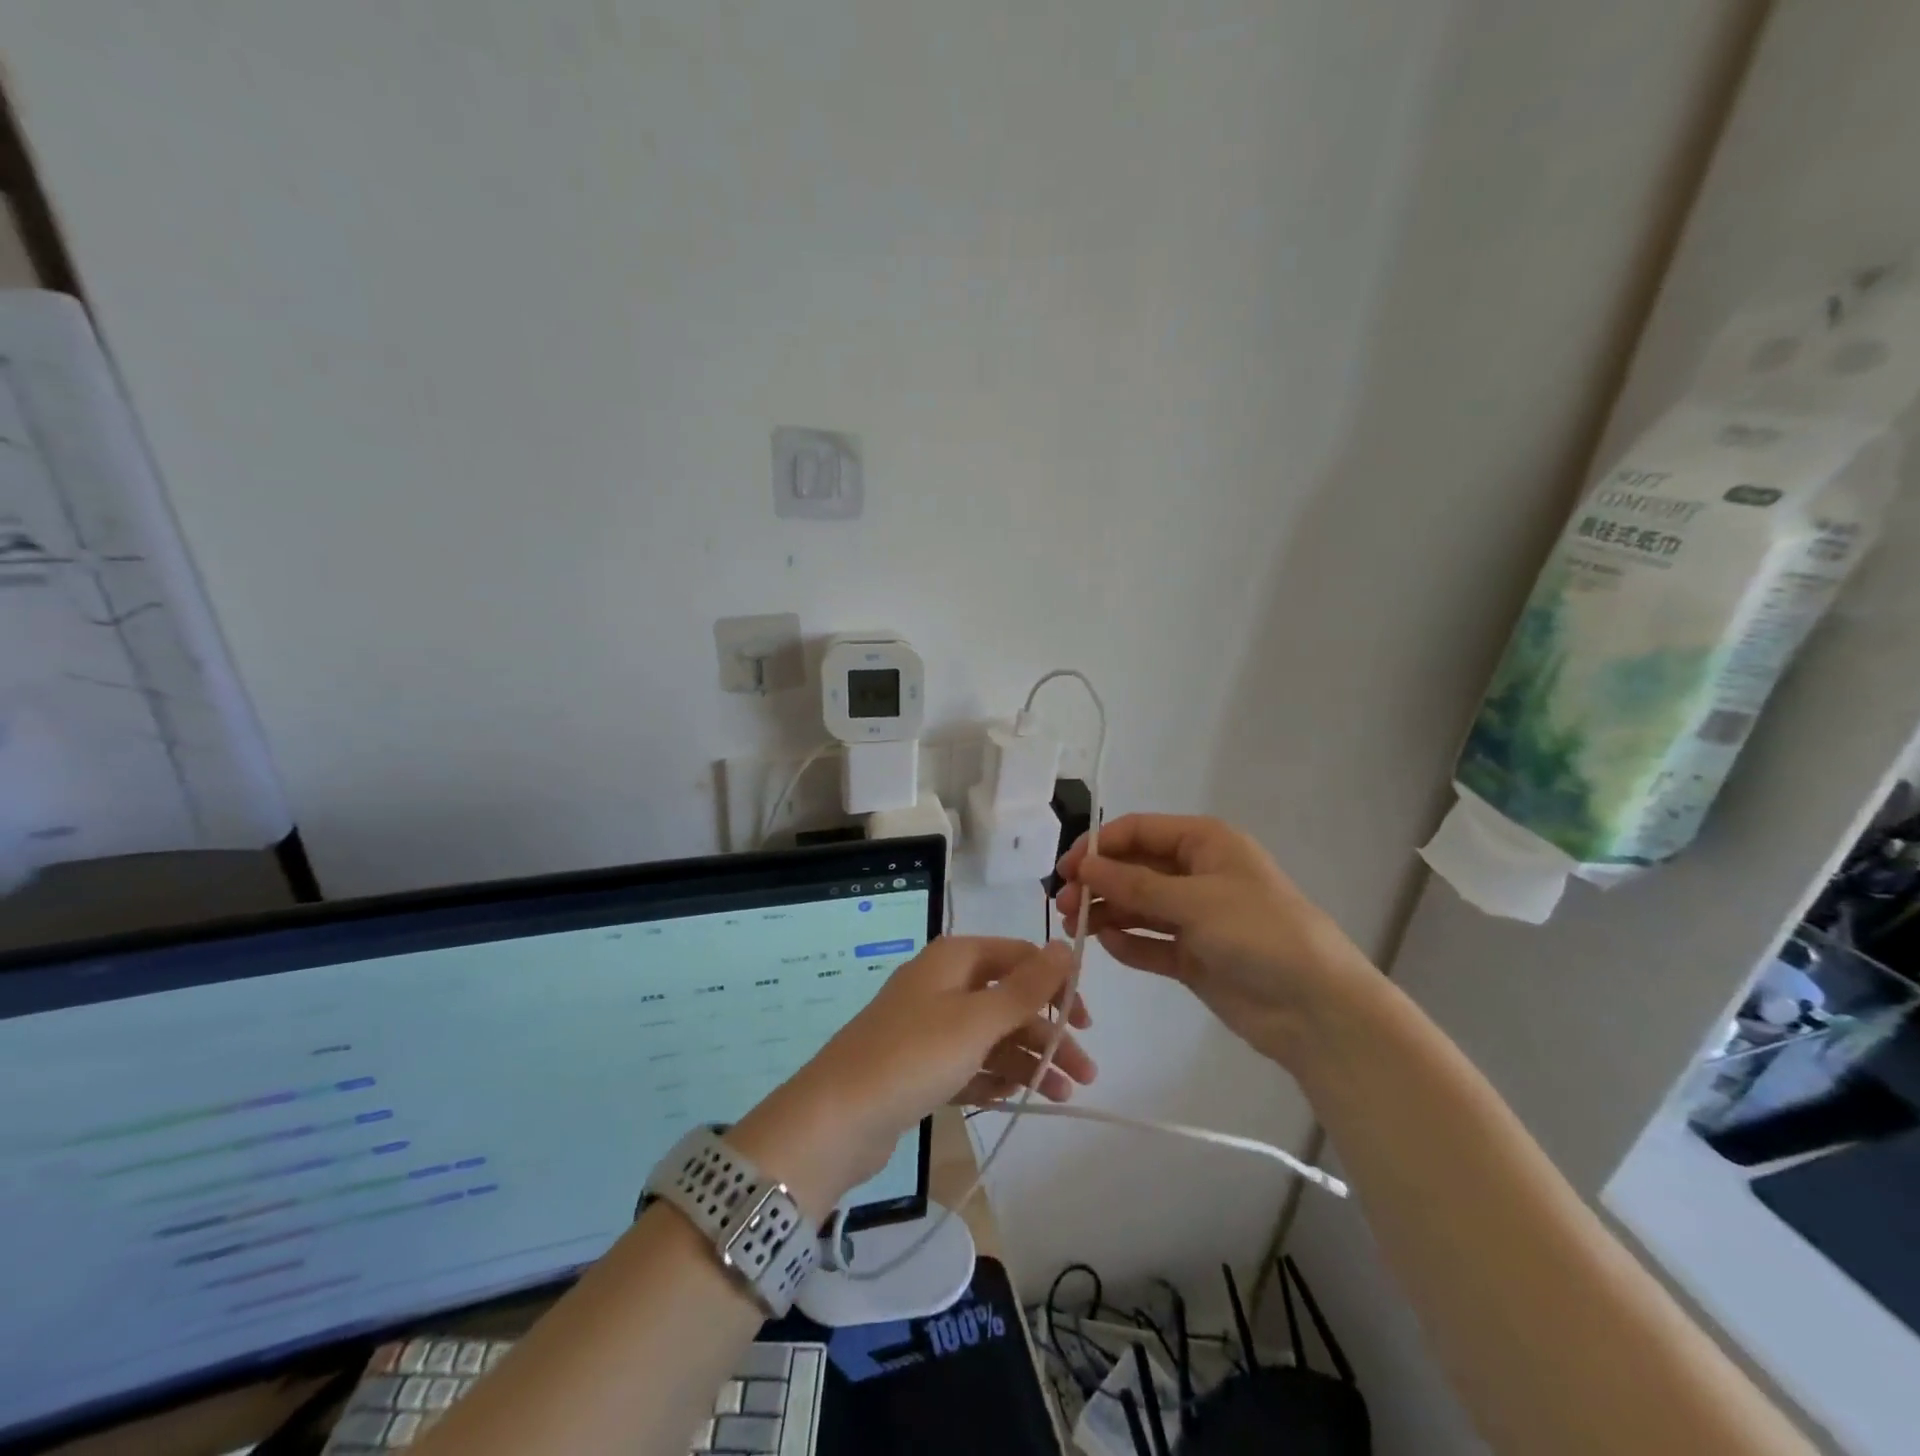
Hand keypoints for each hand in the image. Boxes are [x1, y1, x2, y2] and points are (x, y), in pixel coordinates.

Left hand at [732, 937, 1094, 1216]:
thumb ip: (1027, 986)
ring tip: (1062, 1097)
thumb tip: (1066, 945)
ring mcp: (929, 1025)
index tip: (1086, 1022)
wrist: (836, 1118)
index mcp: (955, 959)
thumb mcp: (978, 1019)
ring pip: (992, 1035)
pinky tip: (1017, 1098)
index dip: (1057, 984)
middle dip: (1048, 1033)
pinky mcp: (920, 1064)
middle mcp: (943, 983)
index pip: (1020, 957)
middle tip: (1085, 1074)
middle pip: (1009, 999)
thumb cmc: (914, 1056)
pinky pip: (969, 1062)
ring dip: (1029, 1060)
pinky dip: (995, 1076)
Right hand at [1054, 814, 1378, 1065]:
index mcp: (1204, 843)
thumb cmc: (1260, 934)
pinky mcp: (1193, 956)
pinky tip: (1107, 947)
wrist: (1317, 1009)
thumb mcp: (1196, 901)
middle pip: (1134, 868)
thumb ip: (1135, 884)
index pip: (1138, 831)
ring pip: (1138, 906)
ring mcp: (1195, 917)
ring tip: (1074, 928)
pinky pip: (1150, 942)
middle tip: (1063, 904)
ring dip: (1106, 913)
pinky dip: (1128, 943)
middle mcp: (1197, 873)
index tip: (1065, 869)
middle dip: (1097, 882)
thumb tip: (1084, 866)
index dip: (1099, 846)